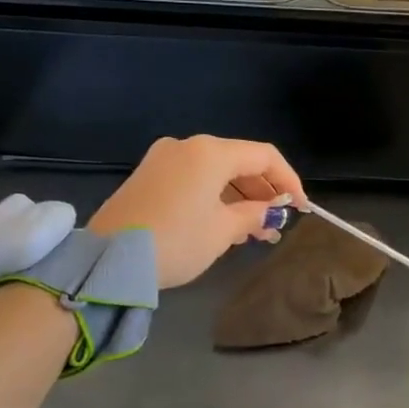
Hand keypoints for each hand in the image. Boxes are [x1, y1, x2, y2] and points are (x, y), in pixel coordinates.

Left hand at [88, 136, 307, 289]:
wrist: (107, 261)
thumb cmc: (176, 241)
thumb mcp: (222, 231)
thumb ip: (253, 215)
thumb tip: (269, 211)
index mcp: (210, 152)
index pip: (264, 156)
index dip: (289, 180)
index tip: (302, 208)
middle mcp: (187, 146)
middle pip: (239, 162)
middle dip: (263, 193)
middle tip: (278, 225)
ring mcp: (164, 159)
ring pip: (216, 173)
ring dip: (240, 199)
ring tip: (256, 233)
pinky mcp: (148, 177)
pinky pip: (194, 180)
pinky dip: (215, 198)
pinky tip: (226, 225)